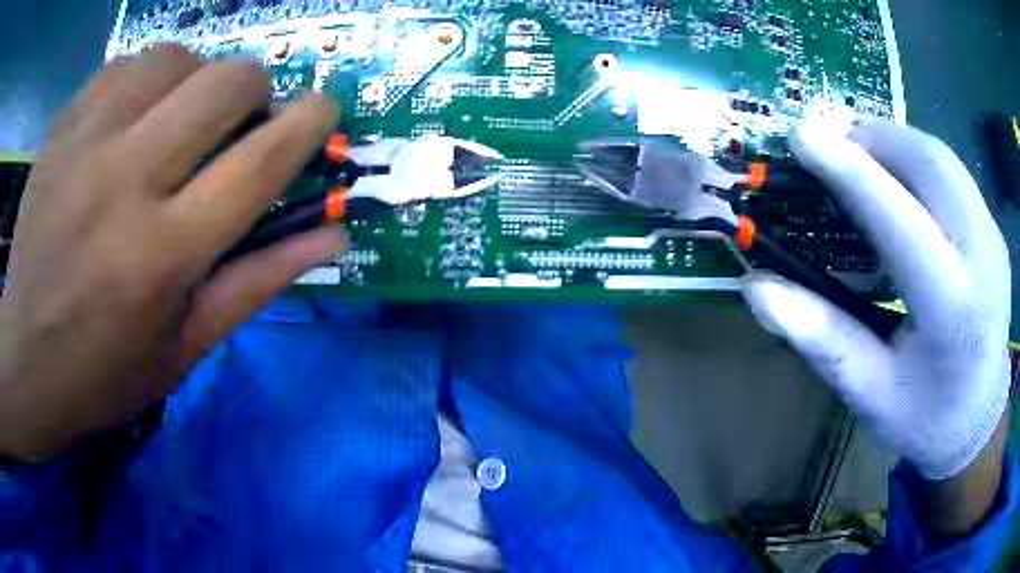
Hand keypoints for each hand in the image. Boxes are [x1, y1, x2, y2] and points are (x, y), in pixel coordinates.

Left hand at [0, 44, 344, 460]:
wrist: (25, 360)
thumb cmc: (105, 372)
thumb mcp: (186, 348)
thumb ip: (257, 282)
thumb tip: (333, 233)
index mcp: (162, 256)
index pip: (260, 162)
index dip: (308, 123)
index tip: (324, 109)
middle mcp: (123, 184)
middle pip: (225, 83)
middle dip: (253, 93)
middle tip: (238, 125)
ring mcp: (84, 146)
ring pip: (174, 59)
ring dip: (195, 80)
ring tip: (178, 119)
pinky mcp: (61, 131)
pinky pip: (123, 67)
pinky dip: (144, 79)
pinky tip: (133, 116)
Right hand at [742, 120, 1010, 484]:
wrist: (980, 420)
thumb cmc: (926, 420)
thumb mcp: (871, 394)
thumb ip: (823, 339)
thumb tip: (757, 289)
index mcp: (953, 312)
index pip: (901, 221)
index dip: (850, 172)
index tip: (802, 136)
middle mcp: (983, 260)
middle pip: (929, 164)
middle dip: (874, 140)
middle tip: (830, 146)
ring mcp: (993, 237)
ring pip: (942, 156)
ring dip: (894, 142)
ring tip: (857, 154)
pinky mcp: (993, 229)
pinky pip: (951, 170)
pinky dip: (915, 157)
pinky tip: (896, 178)